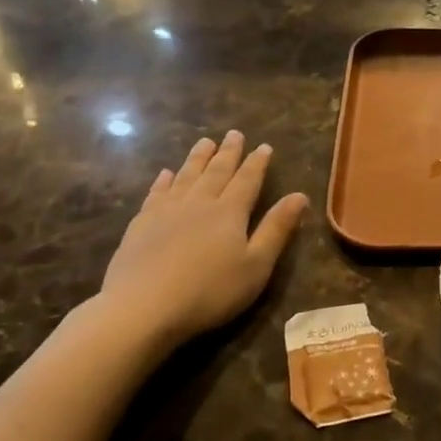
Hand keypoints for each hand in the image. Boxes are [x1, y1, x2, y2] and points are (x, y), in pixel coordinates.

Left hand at [93, 132, 307, 351]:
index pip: (247, 180)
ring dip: (197, 158)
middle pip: (216, 172)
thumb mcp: (256, 265)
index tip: (264, 146)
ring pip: (186, 176)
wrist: (143, 308)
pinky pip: (155, 194)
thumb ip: (277, 229)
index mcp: (229, 212)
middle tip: (234, 133)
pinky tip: (165, 174)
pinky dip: (163, 181)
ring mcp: (166, 212)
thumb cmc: (210, 291)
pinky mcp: (140, 225)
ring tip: (205, 142)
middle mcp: (199, 203)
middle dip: (228, 152)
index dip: (257, 163)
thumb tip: (299, 196)